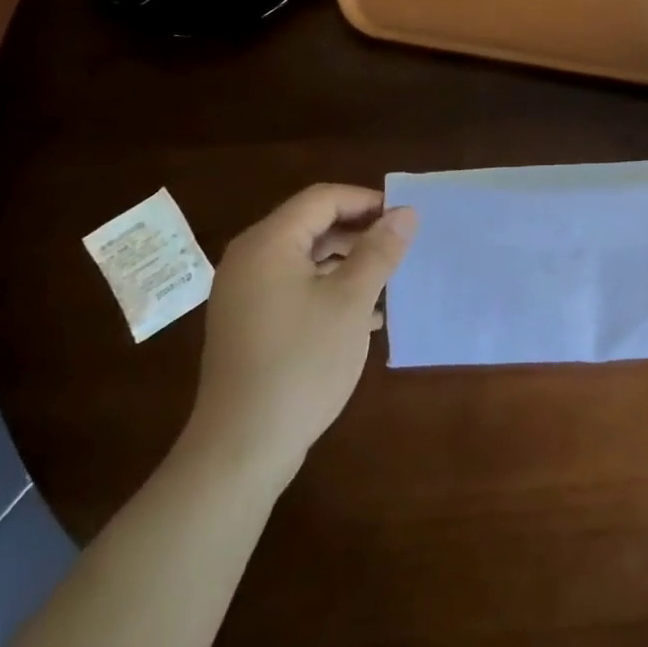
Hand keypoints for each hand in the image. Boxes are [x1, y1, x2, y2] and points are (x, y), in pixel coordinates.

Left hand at [186, 184, 416, 475]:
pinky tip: (365, 317)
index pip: (322, 199)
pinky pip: (294, 289)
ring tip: (388, 281)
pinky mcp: (249, 323)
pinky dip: (328, 290)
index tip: (405, 219)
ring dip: (348, 263)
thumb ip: (379, 251)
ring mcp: (244, 294)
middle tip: (401, 249)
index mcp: (268, 243)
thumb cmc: (302, 362)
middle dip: (359, 233)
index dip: (366, 201)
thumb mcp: (351, 301)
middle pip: (311, 225)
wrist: (242, 447)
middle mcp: (250, 259)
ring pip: (305, 260)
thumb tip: (405, 212)